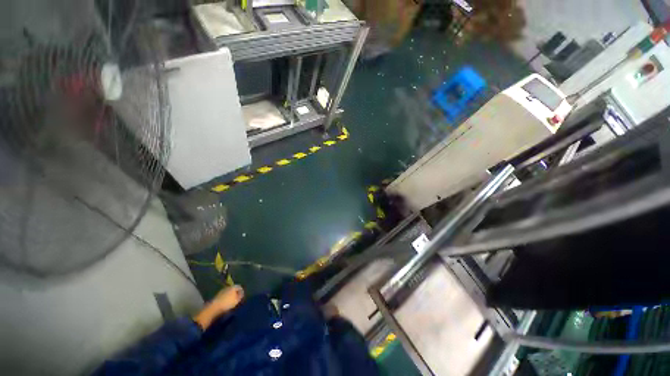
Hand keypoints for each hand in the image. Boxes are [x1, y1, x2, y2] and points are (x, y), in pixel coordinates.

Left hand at [194, 285, 243, 329]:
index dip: (242, 291)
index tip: (243, 297)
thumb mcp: (236, 300)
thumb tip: (241, 293)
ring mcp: (221, 292)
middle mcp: (227, 287)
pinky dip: (225, 299)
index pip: (239, 287)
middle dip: (235, 294)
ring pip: (228, 293)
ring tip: (232, 303)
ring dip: (230, 297)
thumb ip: (240, 296)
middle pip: (233, 289)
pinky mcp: (216, 297)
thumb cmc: (227, 303)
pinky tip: (226, 304)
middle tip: (238, 300)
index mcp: (233, 287)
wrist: (213, 309)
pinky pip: (223, 297)